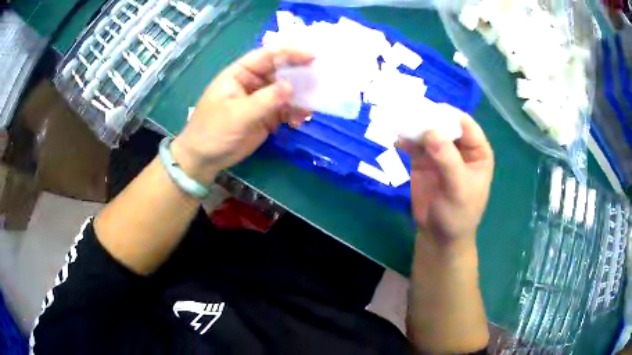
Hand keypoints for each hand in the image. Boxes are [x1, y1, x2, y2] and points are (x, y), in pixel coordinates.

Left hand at [171, 48, 313, 184]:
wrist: (204, 159)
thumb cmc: (213, 131)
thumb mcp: (238, 114)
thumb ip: (265, 100)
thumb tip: (291, 86)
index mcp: (241, 73)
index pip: (267, 56)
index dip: (290, 52)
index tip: (313, 55)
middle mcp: (253, 82)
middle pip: (281, 71)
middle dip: (300, 74)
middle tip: (321, 78)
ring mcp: (261, 99)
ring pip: (286, 91)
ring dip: (300, 97)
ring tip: (311, 107)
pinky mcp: (266, 116)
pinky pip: (286, 110)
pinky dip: (295, 113)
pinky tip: (300, 121)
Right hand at [399, 114, 493, 250]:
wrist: (439, 236)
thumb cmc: (458, 213)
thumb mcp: (458, 187)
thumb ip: (447, 158)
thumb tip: (430, 130)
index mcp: (477, 150)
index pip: (465, 124)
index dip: (449, 115)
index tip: (430, 112)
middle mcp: (459, 147)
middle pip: (444, 124)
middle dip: (428, 119)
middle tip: (410, 114)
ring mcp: (440, 152)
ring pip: (427, 132)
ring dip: (414, 127)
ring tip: (399, 123)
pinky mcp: (422, 160)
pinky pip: (414, 144)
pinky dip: (405, 140)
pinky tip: (397, 142)